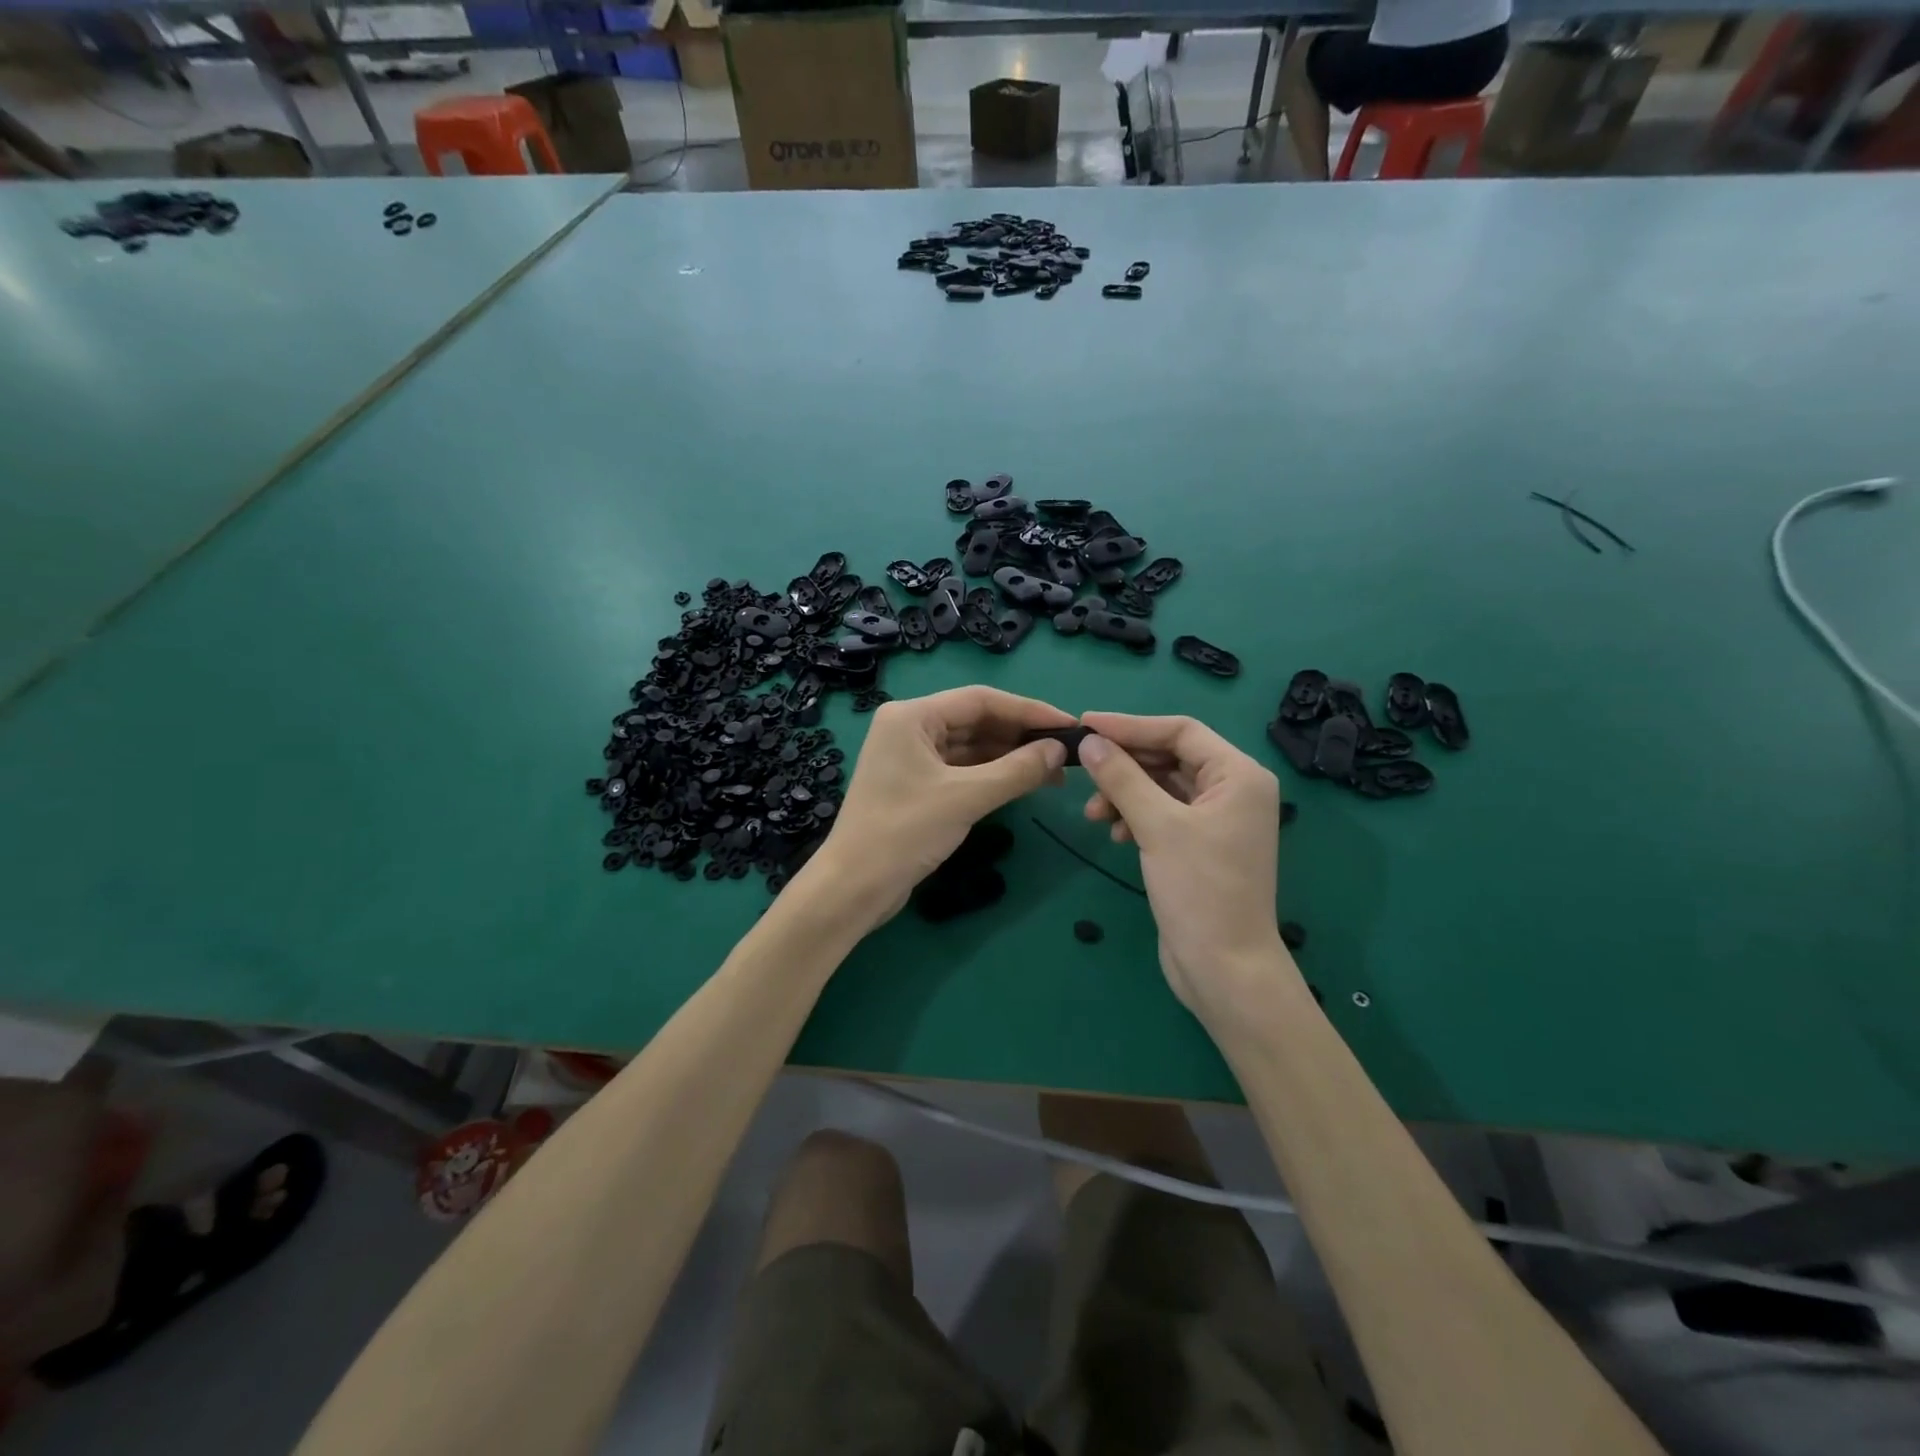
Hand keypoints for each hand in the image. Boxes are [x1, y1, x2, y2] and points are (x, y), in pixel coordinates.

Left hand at [802, 687, 1072, 929]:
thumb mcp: (965, 798)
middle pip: (976, 720)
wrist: (854, 888)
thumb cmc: (903, 833)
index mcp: (912, 716)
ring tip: (1054, 772)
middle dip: (1021, 736)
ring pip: (971, 747)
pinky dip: (993, 775)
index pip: (980, 700)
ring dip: (1010, 757)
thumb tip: (1059, 751)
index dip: (1029, 711)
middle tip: (1066, 752)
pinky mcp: (917, 785)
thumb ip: (1016, 771)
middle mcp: (910, 728)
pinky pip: (962, 769)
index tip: (1069, 725)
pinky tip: (1024, 783)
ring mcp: (912, 758)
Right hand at [1076, 713, 1295, 1017]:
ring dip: (1125, 793)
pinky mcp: (1200, 845)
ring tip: (1094, 815)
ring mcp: (1218, 819)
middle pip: (1170, 757)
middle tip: (1083, 770)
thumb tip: (1089, 742)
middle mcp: (1233, 790)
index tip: (1085, 725)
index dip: (1130, 725)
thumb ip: (1122, 779)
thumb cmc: (1200, 891)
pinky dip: (1136, 816)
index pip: (1180, 731)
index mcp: (1238, 775)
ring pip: (1162, 787)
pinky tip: (1115, 833)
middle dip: (1125, 765)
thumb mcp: (1157, 827)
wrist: (1225, 969)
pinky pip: (1163, 813)